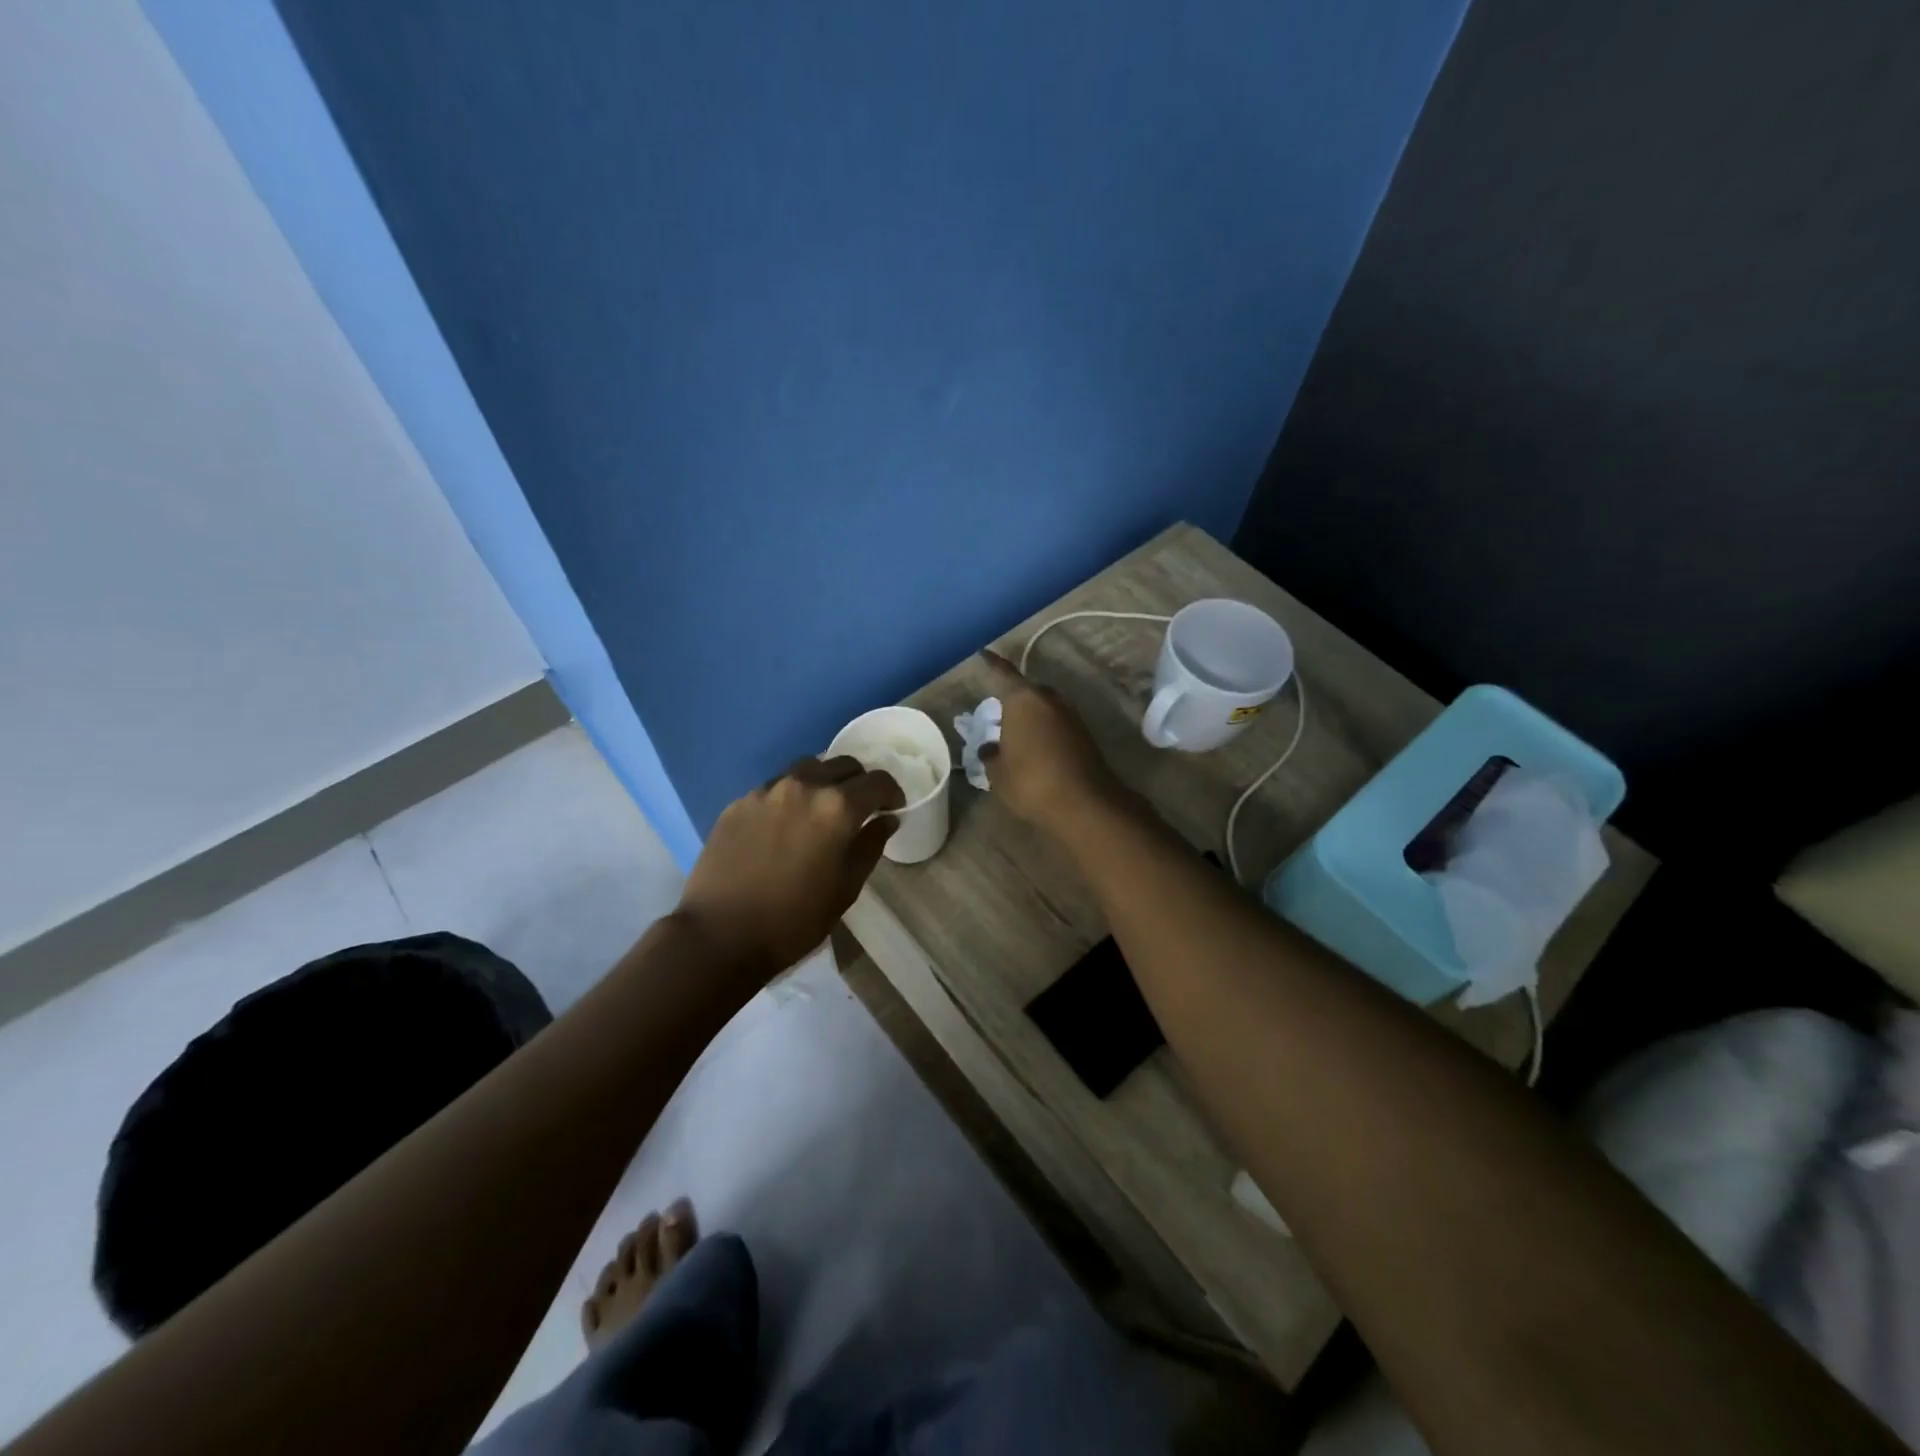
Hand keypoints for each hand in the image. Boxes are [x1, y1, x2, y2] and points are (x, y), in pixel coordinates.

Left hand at [678, 757, 904, 978]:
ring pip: (807, 769)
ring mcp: (766, 791)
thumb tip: (885, 820)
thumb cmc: (794, 919)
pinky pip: (775, 787)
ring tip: (821, 811)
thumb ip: (870, 846)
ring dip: (824, 782)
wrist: (719, 935)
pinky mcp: (738, 803)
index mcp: (837, 807)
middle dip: (859, 782)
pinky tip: (785, 826)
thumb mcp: (846, 888)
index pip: (877, 781)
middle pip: (843, 765)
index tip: (893, 809)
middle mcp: (803, 786)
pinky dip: (791, 797)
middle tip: (860, 809)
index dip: (892, 793)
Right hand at [977, 649, 1127, 834]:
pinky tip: (1036, 748)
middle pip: (1027, 690)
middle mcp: (1049, 699)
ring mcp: (1071, 716)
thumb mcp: (998, 773)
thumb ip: (991, 755)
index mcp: (1023, 700)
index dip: (991, 664)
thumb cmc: (1031, 782)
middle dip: (1014, 697)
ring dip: (1032, 716)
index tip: (983, 653)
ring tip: (1016, 733)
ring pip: (1045, 707)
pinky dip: (1046, 730)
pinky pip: (1057, 724)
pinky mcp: (1085, 735)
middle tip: (998, 711)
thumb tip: (989, 748)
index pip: (1003, 674)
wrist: (1084, 803)